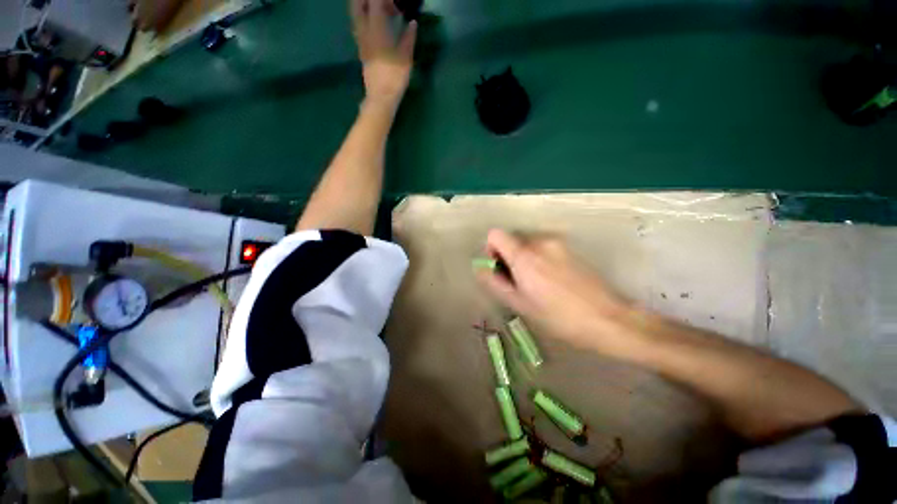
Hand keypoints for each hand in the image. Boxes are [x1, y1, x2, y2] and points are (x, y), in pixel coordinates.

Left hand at [350, 0, 417, 106]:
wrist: (381, 96)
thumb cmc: (395, 77)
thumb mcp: (406, 57)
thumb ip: (409, 37)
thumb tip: (412, 23)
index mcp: (376, 28)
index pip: (375, 1)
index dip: (385, 0)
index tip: (397, 5)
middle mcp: (364, 30)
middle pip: (358, 4)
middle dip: (369, 0)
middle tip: (385, 5)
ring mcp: (360, 40)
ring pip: (356, 14)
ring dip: (366, 8)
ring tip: (382, 14)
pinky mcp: (361, 49)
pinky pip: (359, 26)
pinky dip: (366, 20)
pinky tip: (378, 27)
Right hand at [477, 230, 634, 353]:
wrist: (608, 318)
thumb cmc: (558, 317)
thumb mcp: (520, 304)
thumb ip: (495, 283)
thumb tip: (479, 268)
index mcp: (524, 256)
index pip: (495, 234)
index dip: (491, 249)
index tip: (499, 268)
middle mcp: (539, 242)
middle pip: (512, 240)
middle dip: (509, 257)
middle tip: (519, 283)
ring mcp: (557, 243)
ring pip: (528, 244)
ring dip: (524, 259)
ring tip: (537, 284)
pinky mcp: (569, 248)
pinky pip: (544, 247)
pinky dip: (539, 259)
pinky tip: (552, 281)